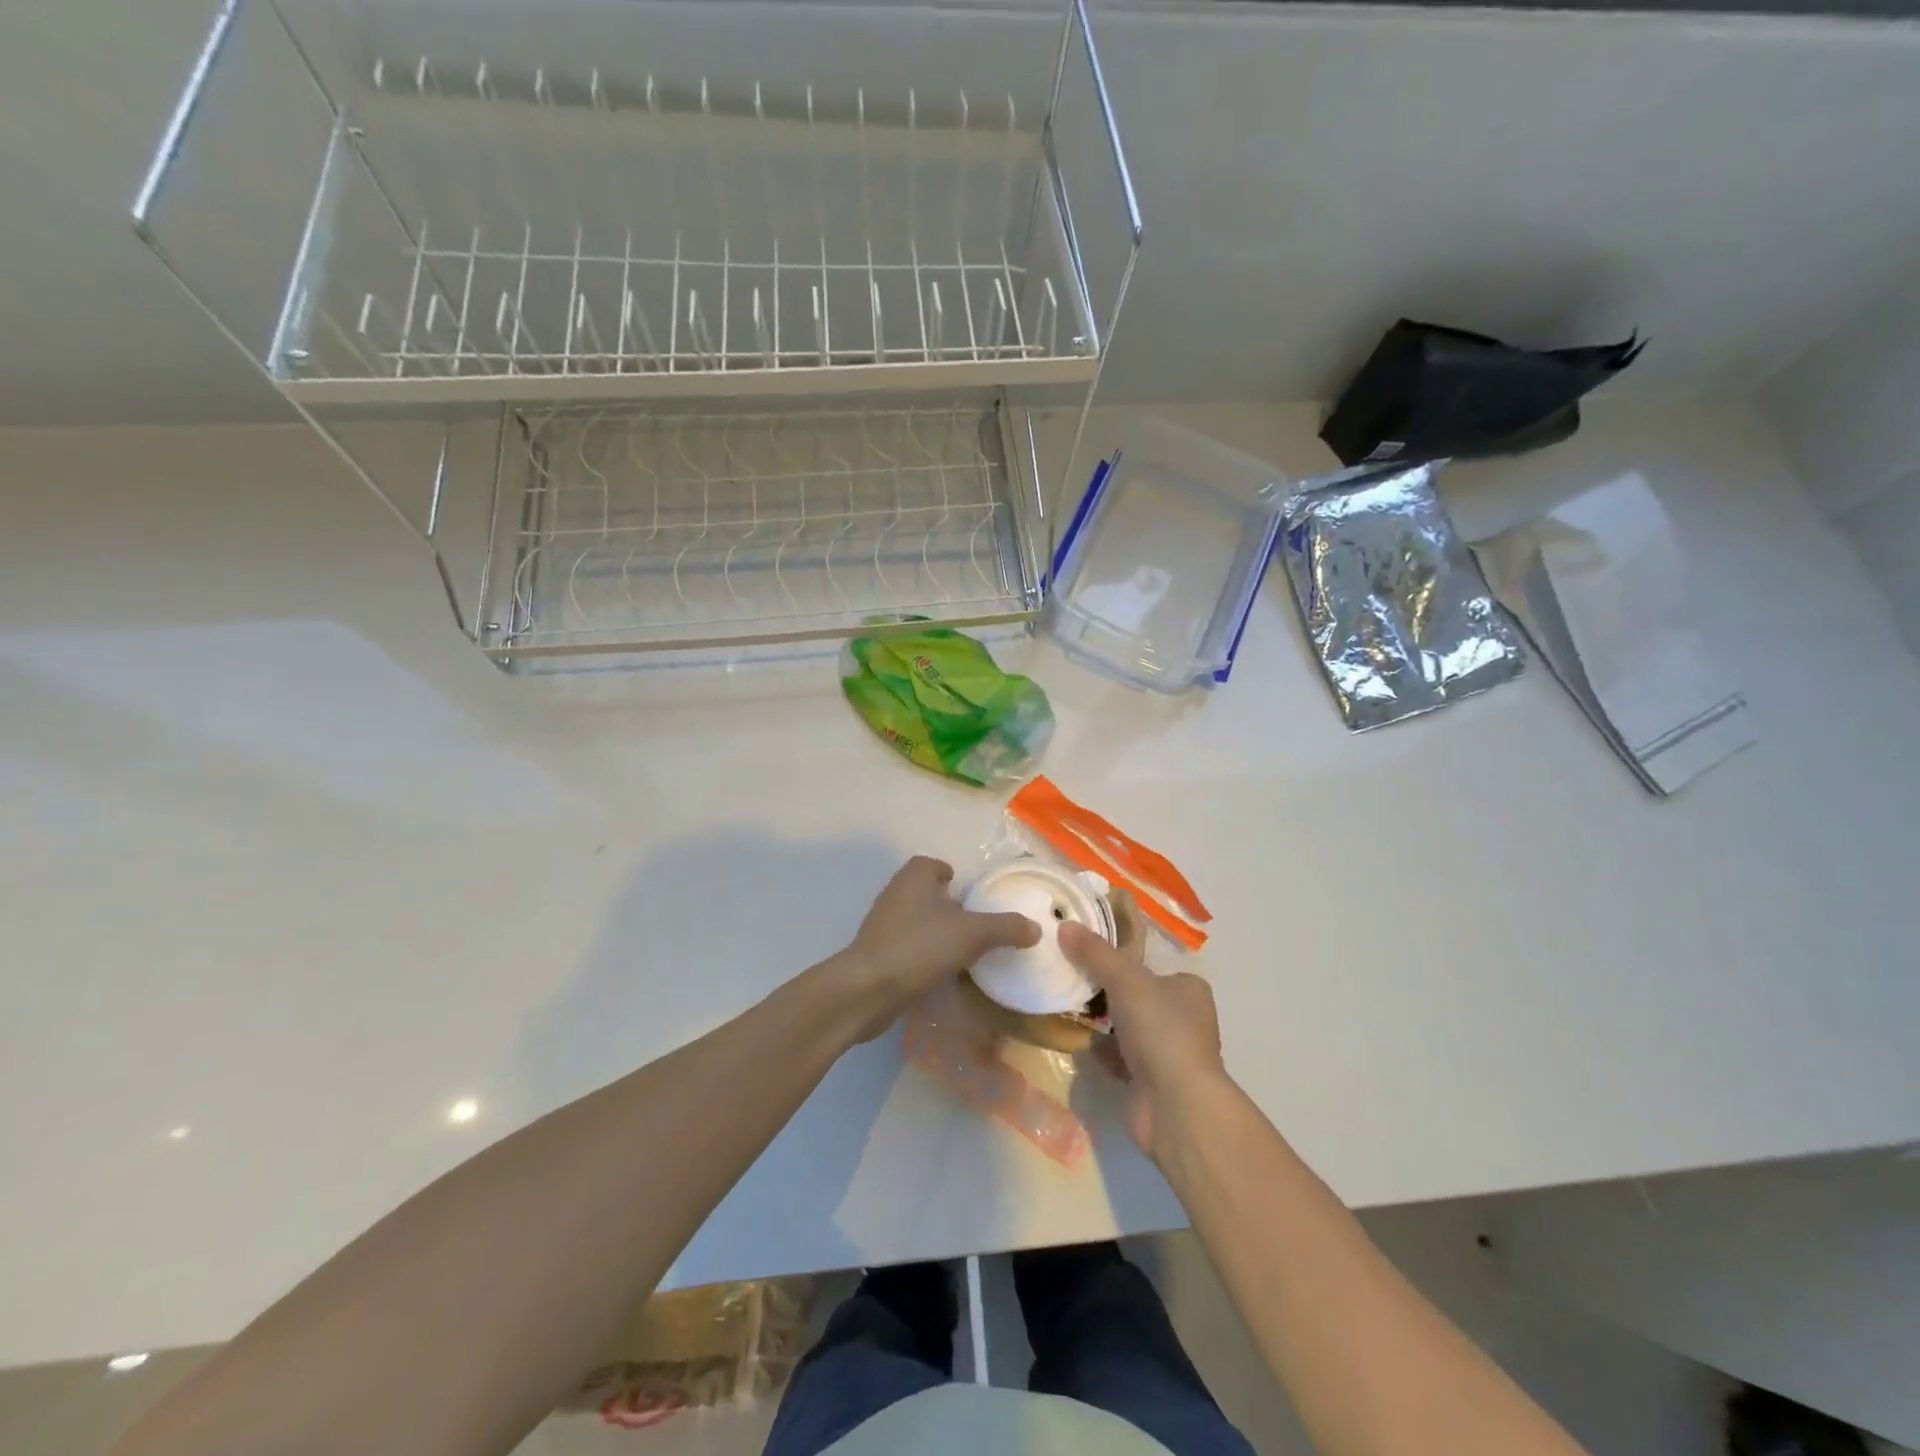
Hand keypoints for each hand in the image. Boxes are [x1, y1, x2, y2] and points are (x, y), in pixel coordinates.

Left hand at [836, 856, 1039, 1040]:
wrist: (867, 989)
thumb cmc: (920, 947)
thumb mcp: (972, 934)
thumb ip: (1005, 928)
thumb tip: (1035, 928)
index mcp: (914, 877)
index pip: (933, 864)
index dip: (950, 874)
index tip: (970, 894)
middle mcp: (895, 893)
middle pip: (925, 892)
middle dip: (947, 905)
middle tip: (974, 924)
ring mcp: (882, 924)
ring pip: (916, 919)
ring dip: (936, 931)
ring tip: (962, 951)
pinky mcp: (876, 953)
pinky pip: (907, 946)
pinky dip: (923, 954)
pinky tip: (940, 973)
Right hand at [1062, 907, 1231, 1162]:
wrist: (1175, 1105)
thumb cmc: (1161, 1030)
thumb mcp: (1125, 979)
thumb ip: (1095, 953)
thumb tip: (1065, 924)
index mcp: (1188, 989)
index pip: (1150, 967)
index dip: (1120, 962)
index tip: (1086, 957)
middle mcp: (1184, 1019)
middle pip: (1135, 997)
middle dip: (1105, 993)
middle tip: (1070, 980)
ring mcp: (1168, 1053)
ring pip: (1126, 1028)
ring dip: (1101, 1023)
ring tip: (1066, 1006)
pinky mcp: (1151, 1082)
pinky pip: (1119, 1057)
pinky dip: (1101, 1051)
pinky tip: (1077, 1041)